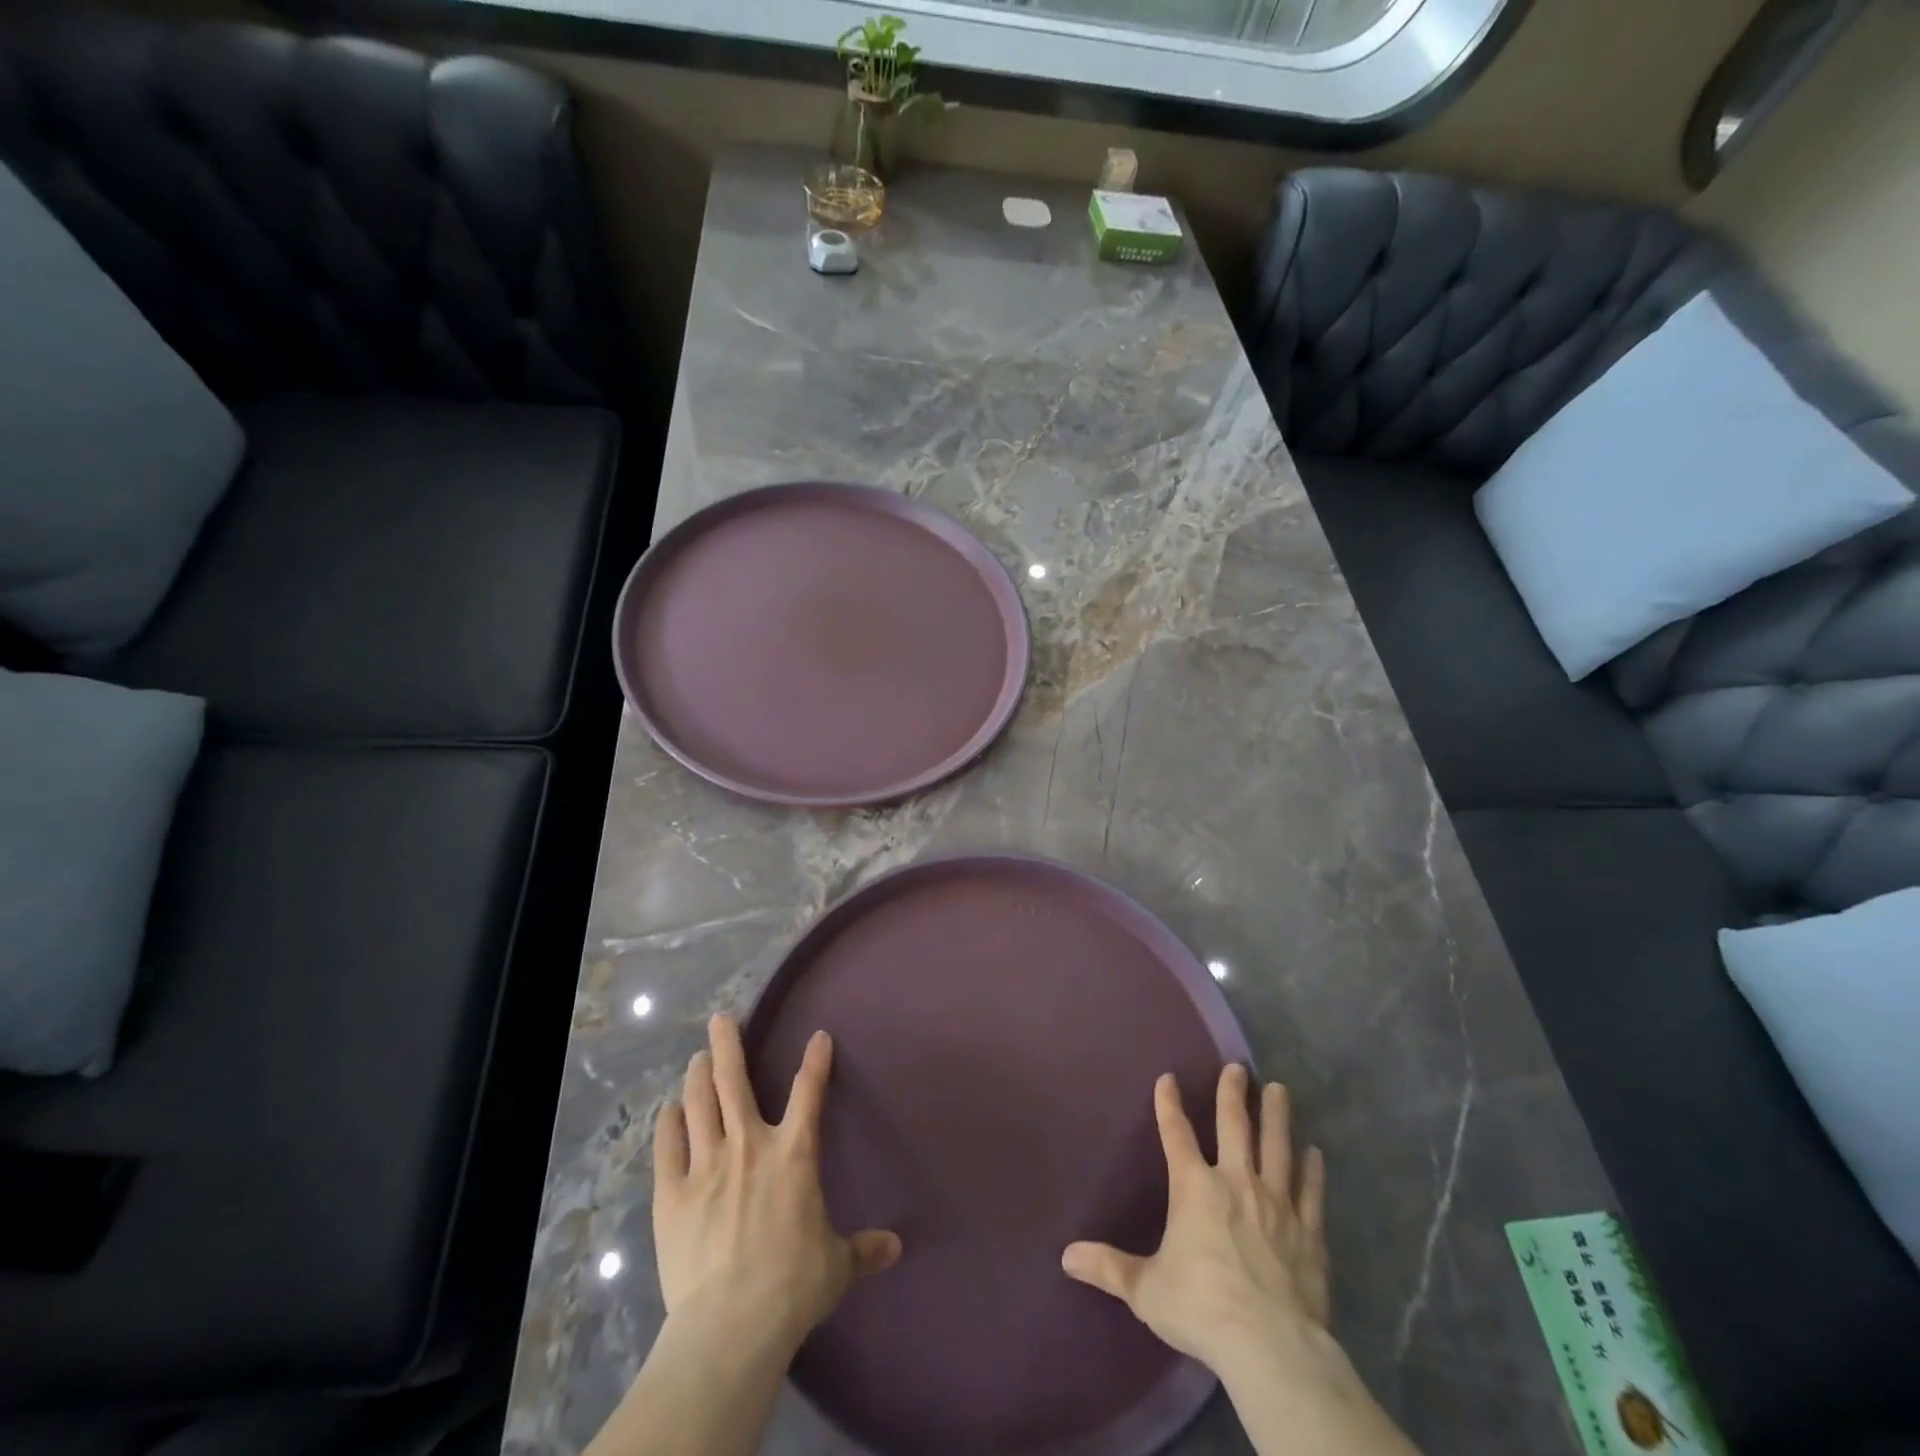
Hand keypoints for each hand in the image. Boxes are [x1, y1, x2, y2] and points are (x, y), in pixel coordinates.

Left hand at [652, 1015, 901, 1348]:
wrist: (731, 1323)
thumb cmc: (793, 1284)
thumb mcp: (836, 1266)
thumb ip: (863, 1250)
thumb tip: (897, 1248)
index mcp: (793, 1153)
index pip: (809, 1093)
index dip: (815, 1061)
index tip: (818, 1036)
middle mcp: (749, 1145)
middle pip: (733, 1082)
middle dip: (727, 1046)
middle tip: (720, 1019)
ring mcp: (706, 1166)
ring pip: (699, 1105)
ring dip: (698, 1076)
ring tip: (697, 1057)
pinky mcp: (672, 1194)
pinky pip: (668, 1147)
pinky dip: (668, 1124)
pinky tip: (667, 1110)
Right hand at [1062, 1064, 1328, 1380]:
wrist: (1271, 1346)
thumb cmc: (1202, 1308)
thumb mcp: (1146, 1289)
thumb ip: (1110, 1268)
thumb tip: (1067, 1257)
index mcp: (1194, 1188)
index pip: (1176, 1134)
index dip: (1169, 1104)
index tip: (1168, 1078)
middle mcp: (1236, 1182)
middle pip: (1234, 1126)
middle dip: (1232, 1094)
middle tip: (1236, 1067)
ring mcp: (1277, 1204)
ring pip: (1277, 1147)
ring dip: (1276, 1116)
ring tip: (1279, 1088)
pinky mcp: (1308, 1232)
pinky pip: (1311, 1192)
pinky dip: (1313, 1171)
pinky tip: (1316, 1153)